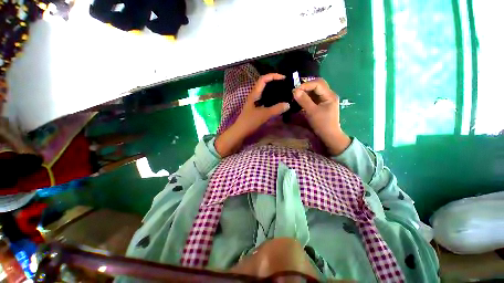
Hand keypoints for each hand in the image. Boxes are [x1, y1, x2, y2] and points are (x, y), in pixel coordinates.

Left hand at [215, 73, 289, 156]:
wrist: (240, 131)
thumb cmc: (250, 122)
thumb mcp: (264, 115)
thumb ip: (276, 109)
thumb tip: (288, 104)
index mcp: (254, 94)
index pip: (263, 79)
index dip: (273, 76)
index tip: (284, 78)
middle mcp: (254, 96)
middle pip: (264, 84)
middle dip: (274, 82)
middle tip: (285, 85)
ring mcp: (254, 102)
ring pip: (264, 93)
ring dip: (273, 91)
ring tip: (283, 93)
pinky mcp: (255, 108)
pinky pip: (265, 101)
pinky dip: (271, 100)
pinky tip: (277, 104)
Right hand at [293, 79, 350, 154]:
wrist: (329, 136)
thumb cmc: (322, 124)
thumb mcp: (312, 112)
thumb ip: (304, 101)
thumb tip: (295, 91)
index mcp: (329, 95)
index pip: (318, 84)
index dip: (306, 85)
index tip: (295, 90)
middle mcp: (329, 95)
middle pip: (317, 84)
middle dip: (306, 86)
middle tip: (295, 90)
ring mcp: (325, 99)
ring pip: (315, 90)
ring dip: (306, 91)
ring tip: (296, 94)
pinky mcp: (322, 104)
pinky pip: (314, 96)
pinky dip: (307, 96)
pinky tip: (301, 99)